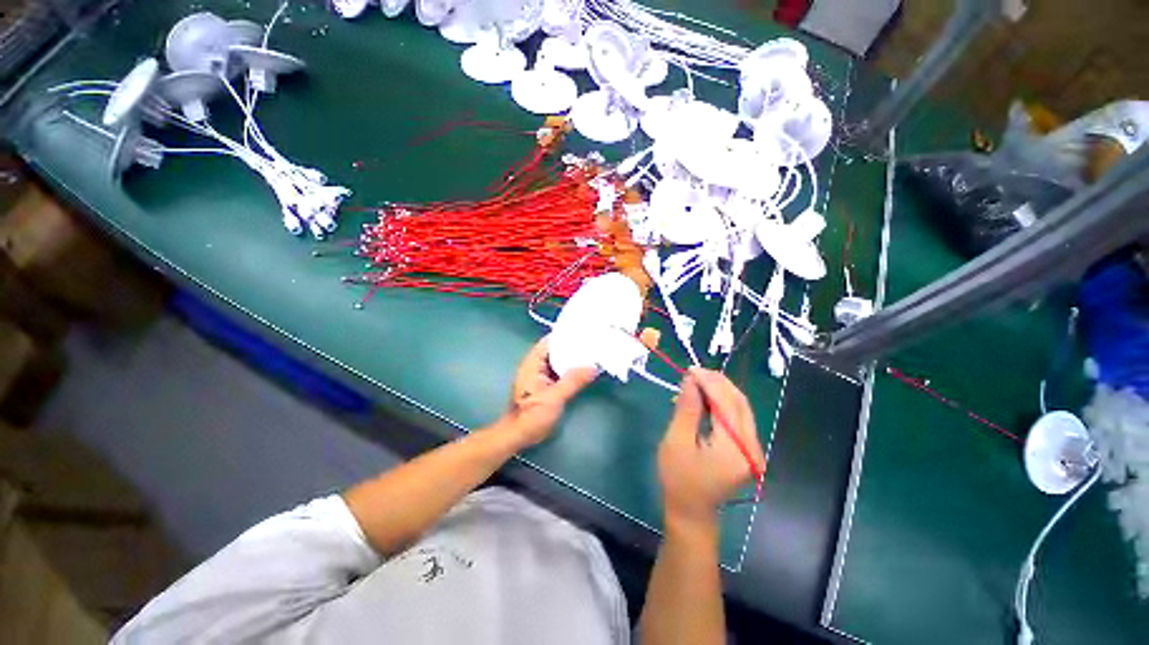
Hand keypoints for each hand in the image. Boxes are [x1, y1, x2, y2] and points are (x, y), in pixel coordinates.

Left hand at [501, 336, 596, 446]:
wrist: (518, 436)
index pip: (549, 341)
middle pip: (555, 350)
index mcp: (533, 363)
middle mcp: (535, 365)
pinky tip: (583, 370)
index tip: (584, 332)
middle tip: (593, 343)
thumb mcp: (555, 398)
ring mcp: (539, 375)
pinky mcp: (544, 385)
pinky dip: (569, 369)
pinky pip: (558, 372)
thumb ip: (574, 381)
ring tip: (592, 353)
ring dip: (572, 359)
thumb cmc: (532, 416)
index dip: (565, 335)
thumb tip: (593, 366)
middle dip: (572, 347)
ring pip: (558, 361)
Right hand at [657, 368, 764, 530]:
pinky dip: (721, 404)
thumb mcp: (677, 441)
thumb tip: (692, 379)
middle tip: (694, 372)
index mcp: (734, 449)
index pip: (727, 404)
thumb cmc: (678, 478)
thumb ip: (687, 408)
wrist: (691, 511)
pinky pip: (737, 418)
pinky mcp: (746, 450)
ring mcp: (752, 449)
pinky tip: (704, 399)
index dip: (710, 382)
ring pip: (740, 408)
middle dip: (717, 383)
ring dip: (720, 391)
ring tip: (696, 382)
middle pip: (739, 403)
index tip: (690, 369)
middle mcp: (751, 447)